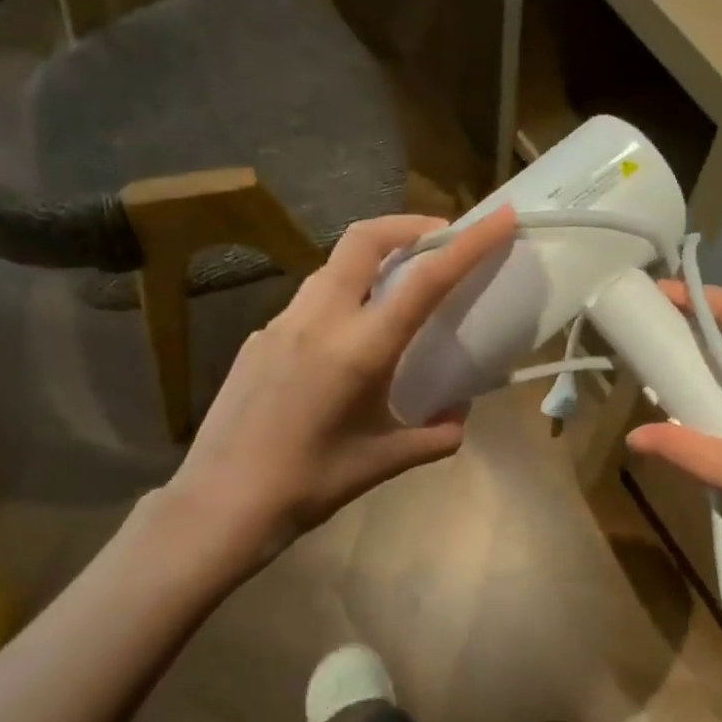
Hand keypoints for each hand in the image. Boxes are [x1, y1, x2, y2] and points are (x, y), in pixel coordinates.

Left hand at [160, 207, 517, 585]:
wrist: (222, 503)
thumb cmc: (312, 483)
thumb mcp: (387, 461)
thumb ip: (437, 435)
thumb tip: (458, 415)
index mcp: (360, 348)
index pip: (425, 279)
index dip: (469, 243)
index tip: (499, 219)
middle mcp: (320, 320)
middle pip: (364, 238)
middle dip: (409, 225)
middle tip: (439, 239)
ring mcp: (282, 323)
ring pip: (334, 265)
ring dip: (373, 259)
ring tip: (398, 287)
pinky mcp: (259, 338)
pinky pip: (310, 300)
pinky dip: (343, 296)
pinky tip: (347, 341)